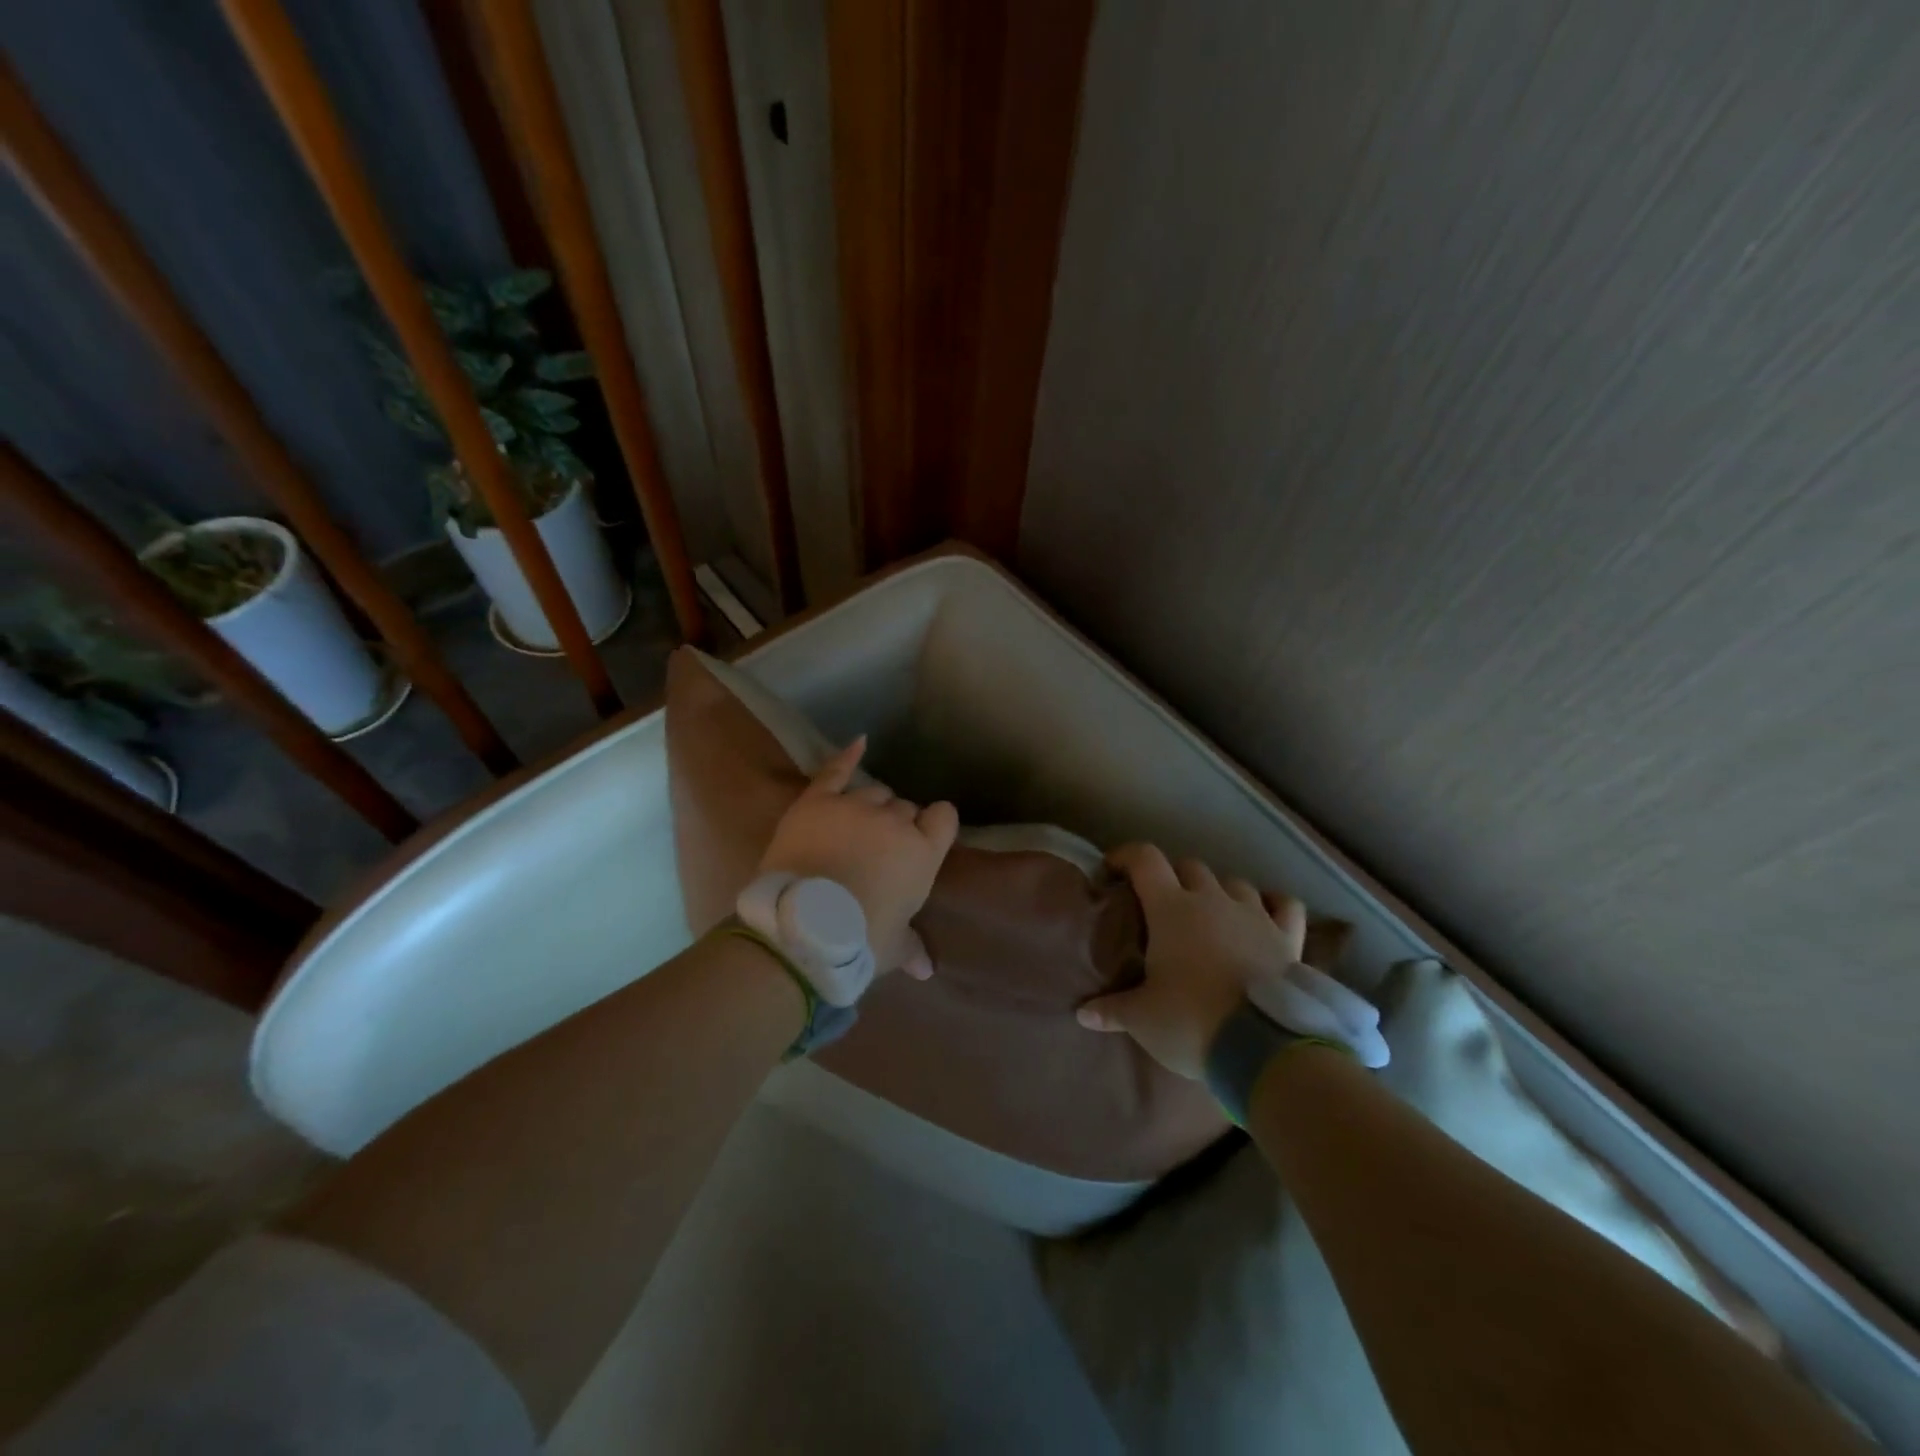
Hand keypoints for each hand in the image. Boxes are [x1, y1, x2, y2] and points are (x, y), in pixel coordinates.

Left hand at [756, 737, 959, 979]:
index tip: (925, 839)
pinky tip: (860, 742)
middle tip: (879, 852)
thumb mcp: (891, 947)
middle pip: (905, 808)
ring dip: (871, 807)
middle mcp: (895, 822)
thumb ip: (912, 948)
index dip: (935, 827)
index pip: (944, 818)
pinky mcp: (817, 801)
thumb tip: (927, 970)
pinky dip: (848, 756)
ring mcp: (855, 807)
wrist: (801, 929)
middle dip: (897, 825)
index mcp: (923, 852)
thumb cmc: (857, 941)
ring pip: (874, 792)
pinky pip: (836, 770)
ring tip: (857, 827)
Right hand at [1077, 843, 1305, 1078]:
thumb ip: (1112, 1010)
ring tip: (1210, 914)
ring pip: (1234, 882)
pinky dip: (1273, 905)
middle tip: (1160, 904)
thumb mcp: (1142, 1019)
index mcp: (1171, 908)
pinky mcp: (1288, 937)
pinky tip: (1264, 916)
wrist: (1262, 1047)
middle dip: (1171, 876)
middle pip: (1189, 866)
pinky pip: (1284, 905)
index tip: (1112, 870)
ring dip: (1218, 891)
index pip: (1145, 859)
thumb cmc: (1191, 1021)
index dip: (1126, 856)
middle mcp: (1212, 899)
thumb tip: (1083, 1014)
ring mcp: (1254, 914)